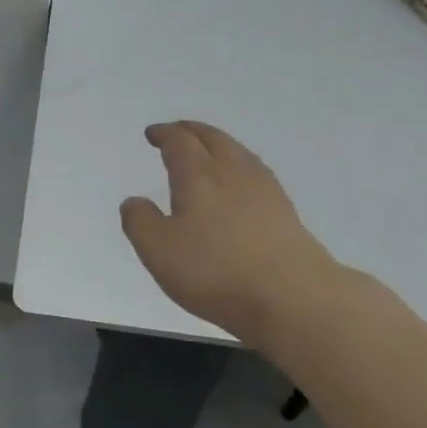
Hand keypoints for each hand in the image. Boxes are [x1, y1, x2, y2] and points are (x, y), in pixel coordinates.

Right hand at [119, 121, 345, 341]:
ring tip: (208, 151)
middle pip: (213, 138)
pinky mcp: (285, 211)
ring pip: (238, 152)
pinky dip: (239, 166)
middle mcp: (233, 172)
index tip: (153, 133)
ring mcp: (264, 189)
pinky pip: (256, 173)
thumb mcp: (159, 251)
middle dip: (192, 131)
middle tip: (178, 131)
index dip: (165, 134)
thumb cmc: (216, 270)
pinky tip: (240, 183)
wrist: (292, 296)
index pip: (180, 142)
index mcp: (198, 175)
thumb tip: (134, 201)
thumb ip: (140, 222)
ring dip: (218, 144)